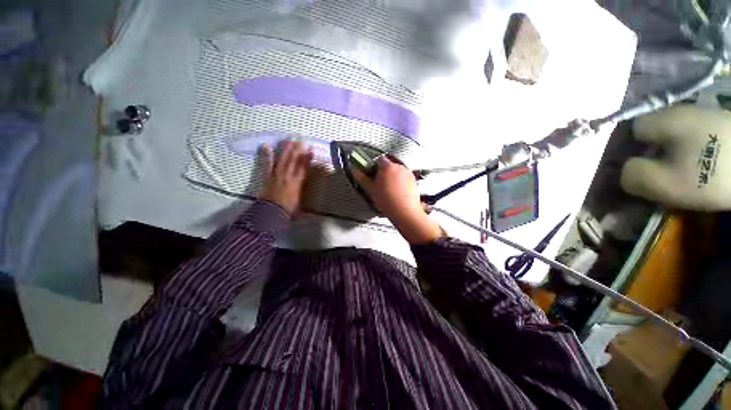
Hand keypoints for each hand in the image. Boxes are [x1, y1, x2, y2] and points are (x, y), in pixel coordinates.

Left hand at [259, 141, 312, 214]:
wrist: (271, 212)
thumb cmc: (288, 209)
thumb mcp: (301, 203)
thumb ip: (305, 195)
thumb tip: (311, 191)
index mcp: (297, 182)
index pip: (303, 167)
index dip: (307, 157)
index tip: (311, 149)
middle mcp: (287, 176)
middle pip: (293, 160)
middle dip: (297, 149)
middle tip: (300, 139)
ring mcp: (277, 174)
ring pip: (282, 159)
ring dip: (285, 149)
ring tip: (288, 139)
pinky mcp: (268, 176)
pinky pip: (267, 164)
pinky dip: (267, 155)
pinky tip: (265, 145)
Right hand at [354, 156, 442, 243]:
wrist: (405, 212)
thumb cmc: (386, 201)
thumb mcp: (371, 190)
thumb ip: (362, 178)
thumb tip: (355, 170)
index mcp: (387, 166)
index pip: (378, 159)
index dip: (373, 165)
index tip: (371, 173)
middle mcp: (399, 166)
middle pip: (389, 164)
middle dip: (383, 170)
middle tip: (379, 182)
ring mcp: (408, 173)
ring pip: (397, 170)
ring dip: (392, 175)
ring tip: (388, 188)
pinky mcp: (414, 180)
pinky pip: (404, 176)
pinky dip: (399, 180)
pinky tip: (397, 191)